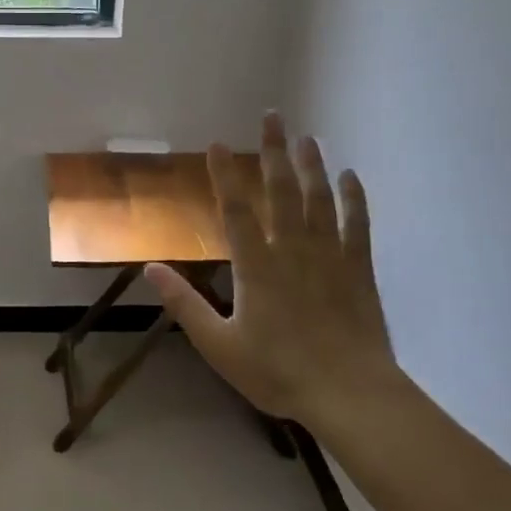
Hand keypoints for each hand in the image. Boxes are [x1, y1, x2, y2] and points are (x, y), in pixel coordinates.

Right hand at [147, 114, 398, 436]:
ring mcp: (330, 256)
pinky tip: (350, 176)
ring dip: (312, 166)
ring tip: (307, 137)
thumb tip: (151, 268)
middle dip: (274, 152)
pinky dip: (354, 198)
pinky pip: (357, 224)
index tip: (218, 144)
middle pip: (282, 192)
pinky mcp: (359, 268)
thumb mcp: (220, 346)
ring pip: (320, 200)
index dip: (225, 176)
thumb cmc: (278, 372)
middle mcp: (293, 250)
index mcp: (256, 268)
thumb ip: (185, 305)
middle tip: (273, 117)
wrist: (348, 393)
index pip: (236, 211)